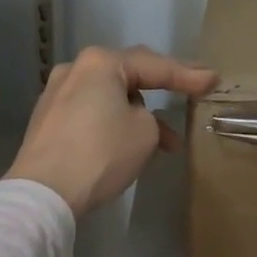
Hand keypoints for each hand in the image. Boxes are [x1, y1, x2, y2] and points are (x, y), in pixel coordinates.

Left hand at [5, 46, 219, 216]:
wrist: (43, 193)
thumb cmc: (100, 153)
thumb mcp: (144, 132)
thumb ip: (150, 116)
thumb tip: (133, 117)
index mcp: (99, 63)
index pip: (154, 65)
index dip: (187, 74)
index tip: (213, 80)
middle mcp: (75, 70)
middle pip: (128, 74)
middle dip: (162, 86)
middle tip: (191, 90)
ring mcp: (57, 95)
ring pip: (109, 97)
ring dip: (139, 114)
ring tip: (167, 141)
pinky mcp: (48, 121)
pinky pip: (92, 113)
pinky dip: (115, 123)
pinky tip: (131, 146)